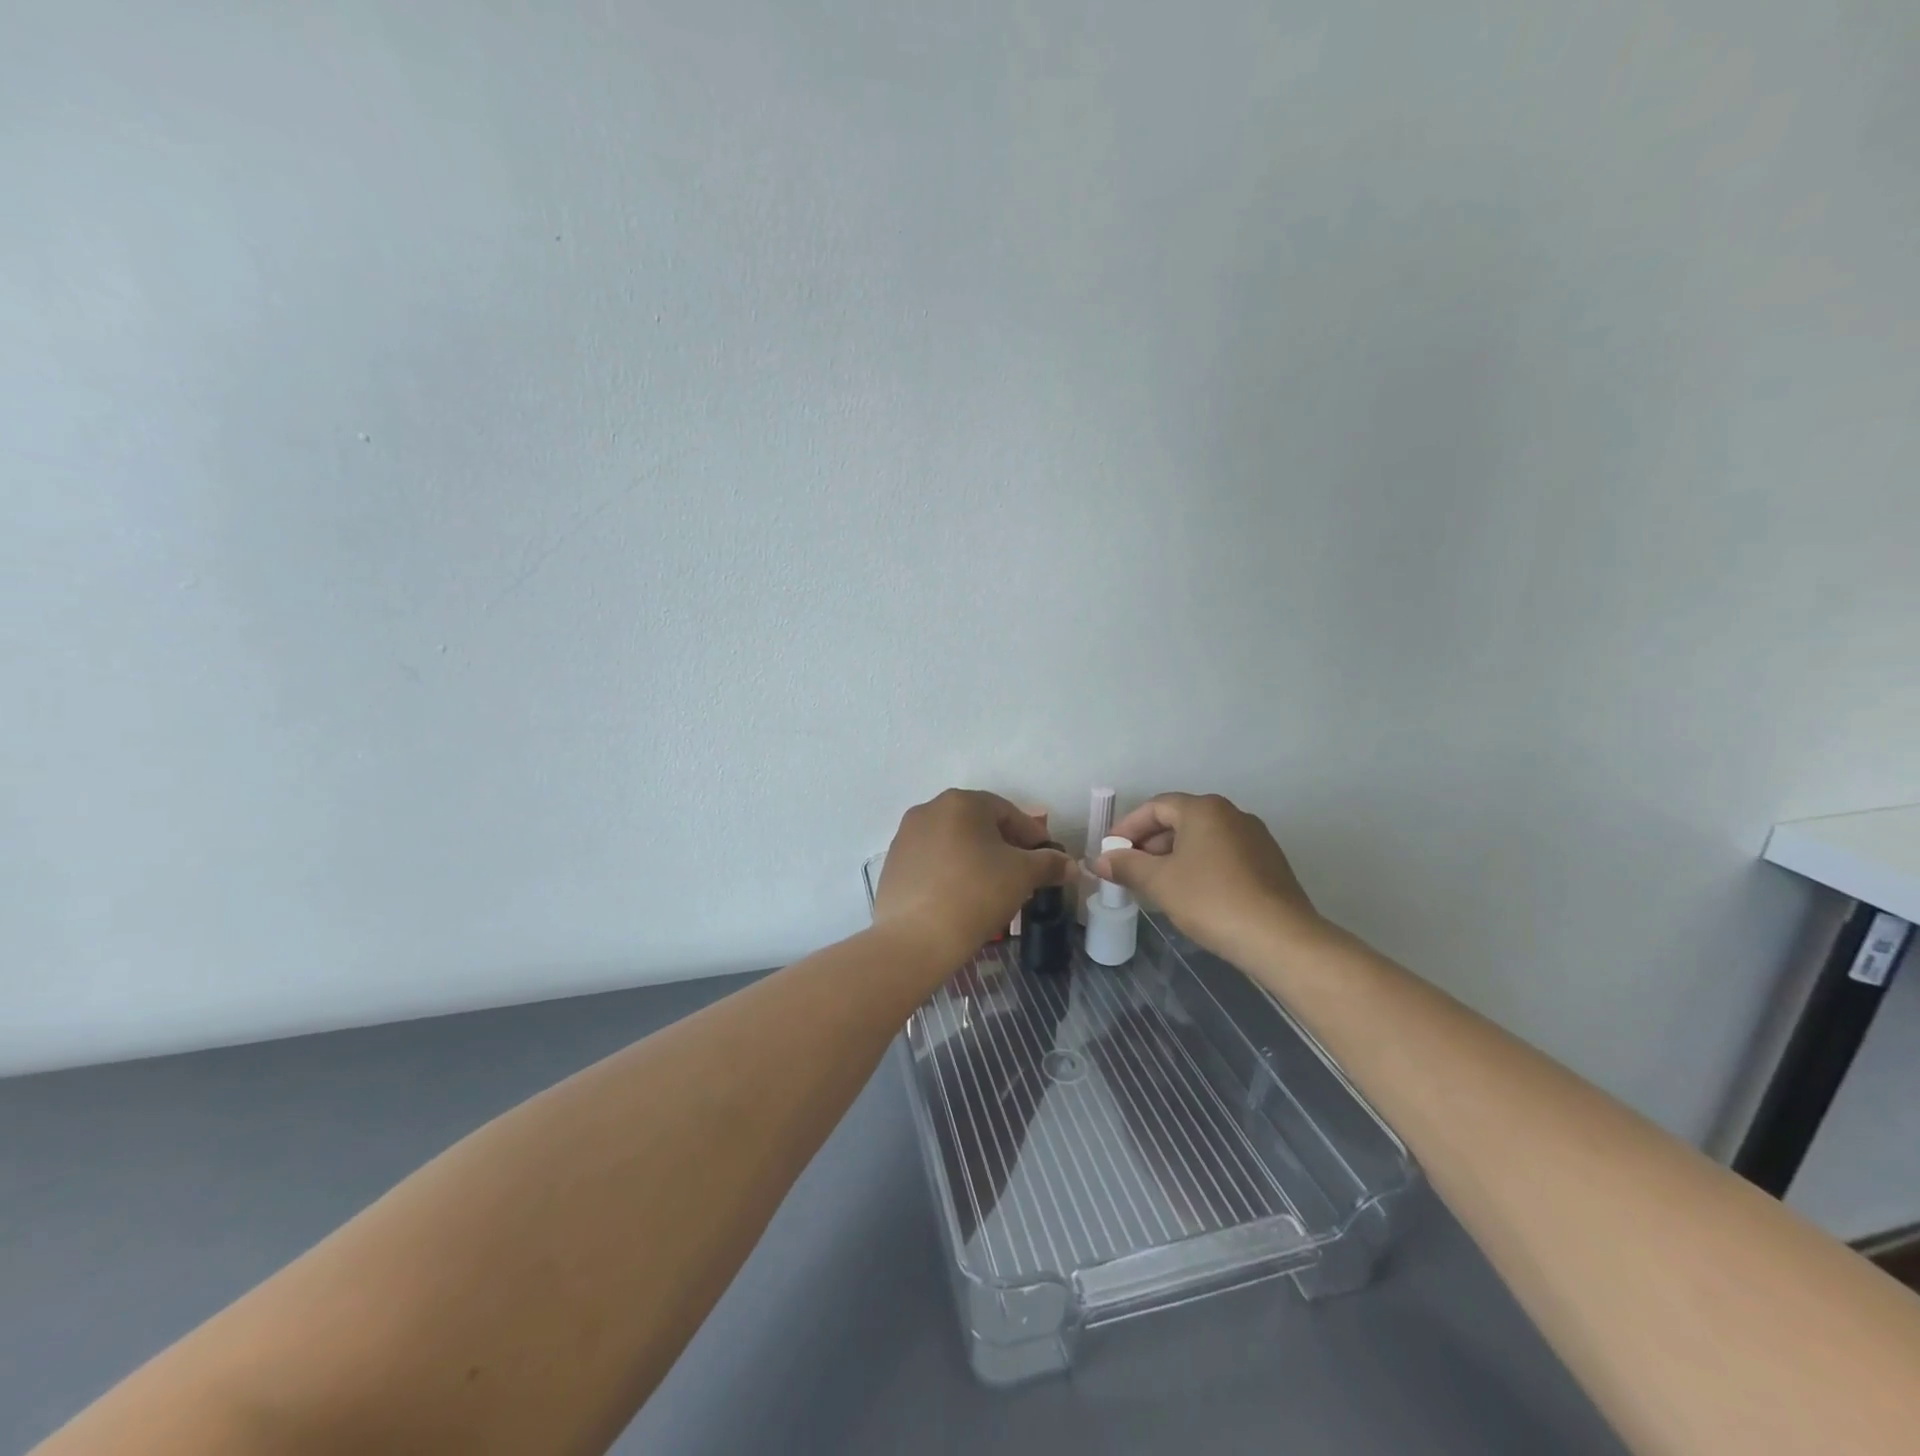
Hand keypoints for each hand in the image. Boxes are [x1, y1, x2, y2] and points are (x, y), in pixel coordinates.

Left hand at [876, 790, 1075, 964]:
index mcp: (961, 802)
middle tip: (1023, 875)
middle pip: (978, 824)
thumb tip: (1070, 865)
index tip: (1047, 859)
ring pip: (954, 842)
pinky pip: (932, 861)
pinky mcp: (893, 864)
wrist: (915, 938)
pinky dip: (951, 872)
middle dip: (1004, 846)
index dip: (1033, 836)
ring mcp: (906, 836)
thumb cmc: (976, 894)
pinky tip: (962, 898)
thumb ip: (1049, 864)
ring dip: (977, 859)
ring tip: (993, 889)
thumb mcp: (1023, 876)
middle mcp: (929, 809)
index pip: (1008, 812)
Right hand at [1096, 793, 1326, 967]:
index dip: (1128, 827)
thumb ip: (1127, 866)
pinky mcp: (1269, 863)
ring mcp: (1255, 838)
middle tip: (1129, 870)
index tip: (1110, 851)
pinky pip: (1223, 855)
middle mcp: (1232, 814)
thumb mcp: (1160, 882)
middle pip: (1180, 820)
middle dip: (1150, 844)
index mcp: (1204, 809)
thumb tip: (1100, 860)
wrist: (1280, 938)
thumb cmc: (1211, 900)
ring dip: (1173, 857)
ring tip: (1155, 885)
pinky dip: (1199, 867)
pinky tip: (1190, 894)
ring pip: (1202, 839)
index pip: (1156, 806)